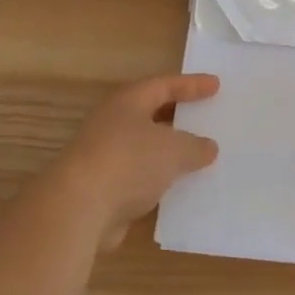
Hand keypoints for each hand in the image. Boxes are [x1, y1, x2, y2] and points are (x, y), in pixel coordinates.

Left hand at [53, 73, 220, 249]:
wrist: (77, 209)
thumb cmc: (129, 161)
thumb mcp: (174, 150)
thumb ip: (196, 147)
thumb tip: (208, 147)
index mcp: (127, 102)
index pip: (164, 85)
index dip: (191, 85)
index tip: (216, 85)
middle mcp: (112, 123)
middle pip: (151, 115)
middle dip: (178, 118)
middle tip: (205, 117)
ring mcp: (104, 157)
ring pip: (144, 149)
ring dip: (168, 153)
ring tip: (197, 156)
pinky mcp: (101, 190)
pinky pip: (138, 178)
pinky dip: (158, 181)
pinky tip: (178, 190)